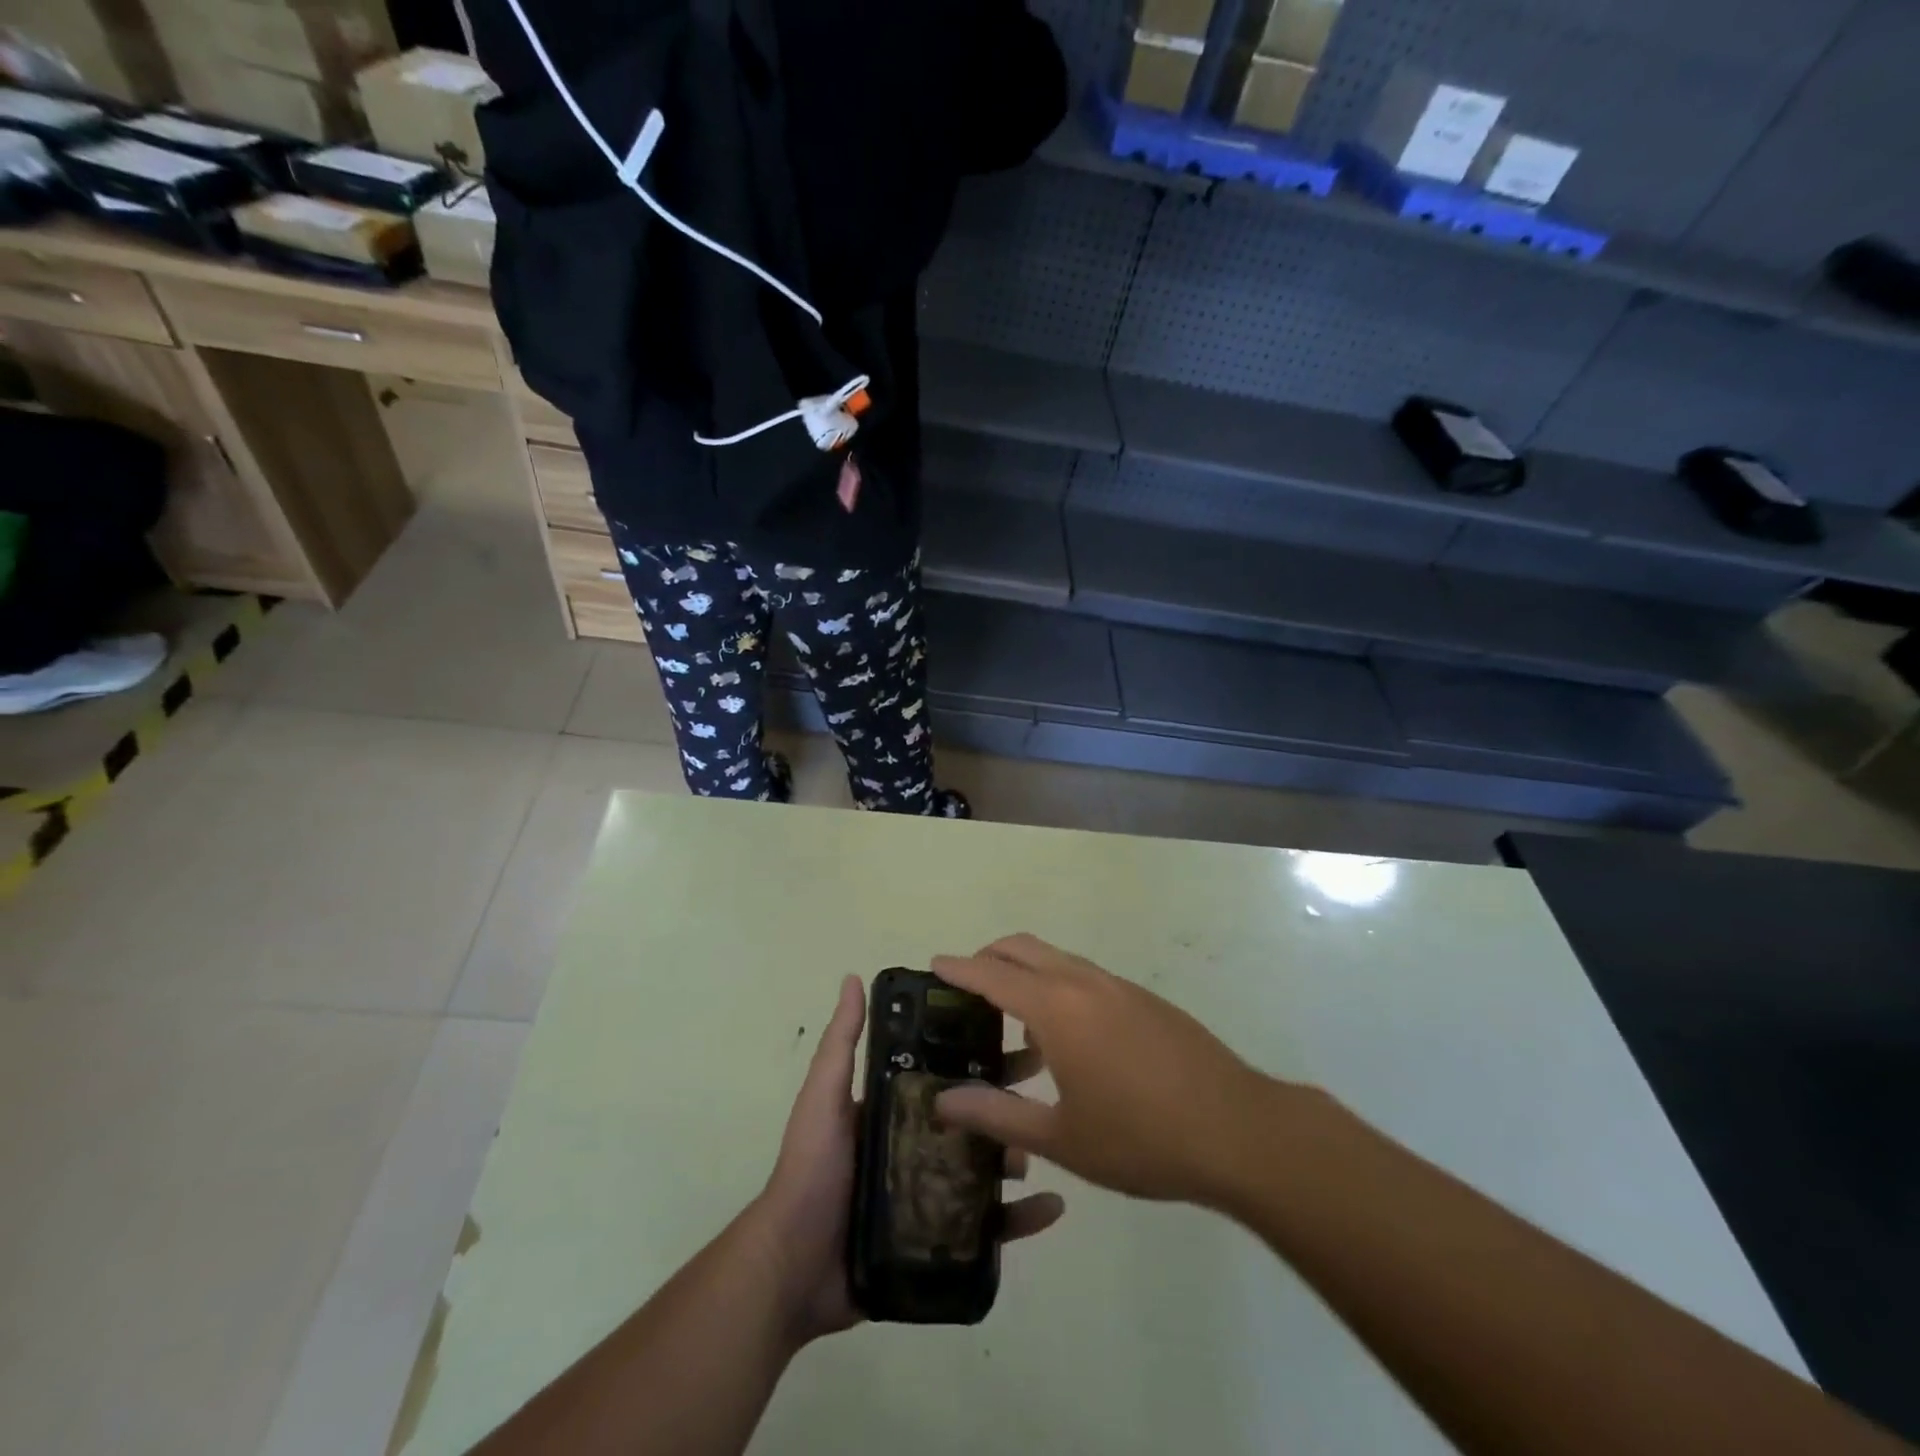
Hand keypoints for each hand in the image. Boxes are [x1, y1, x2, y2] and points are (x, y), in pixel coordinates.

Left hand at [750, 974, 1065, 1346]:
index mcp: (896, 1108)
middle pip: (974, 1117)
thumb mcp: (824, 1098)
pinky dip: (1021, 1218)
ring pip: (987, 1168)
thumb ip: (840, 1042)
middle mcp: (918, 1144)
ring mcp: (932, 1194)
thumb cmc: (812, 1170)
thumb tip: (853, 977)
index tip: (1014, 1037)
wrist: (794, 1268)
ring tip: (1042, 1148)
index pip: (946, 1073)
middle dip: (1007, 1104)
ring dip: (1018, 1154)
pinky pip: (989, 1227)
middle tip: (1043, 1091)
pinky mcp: (941, 1240)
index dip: (978, 1056)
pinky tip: (1052, 1208)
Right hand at [933, 935, 1278, 1207]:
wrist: (1239, 1130)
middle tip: (966, 988)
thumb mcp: (1061, 1138)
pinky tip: (1067, 1038)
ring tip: (1012, 1018)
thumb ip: (997, 1115)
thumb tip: (942, 1099)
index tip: (932, 965)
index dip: (958, 969)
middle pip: (1023, 947)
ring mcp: (1119, 986)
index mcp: (1057, 1008)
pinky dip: (1058, 985)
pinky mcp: (1145, 999)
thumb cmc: (1142, 1138)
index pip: (992, 974)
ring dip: (1026, 970)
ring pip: (1057, 958)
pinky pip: (1085, 976)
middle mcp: (1084, 982)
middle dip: (989, 957)